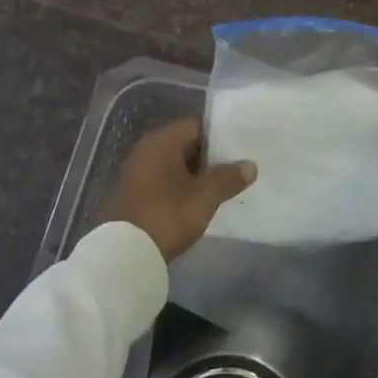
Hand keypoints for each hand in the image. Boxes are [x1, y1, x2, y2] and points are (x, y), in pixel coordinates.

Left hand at [101, 116, 256, 261]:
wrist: (126, 252)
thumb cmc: (168, 214)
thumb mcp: (205, 196)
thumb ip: (229, 178)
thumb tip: (250, 165)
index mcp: (162, 141)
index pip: (196, 125)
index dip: (219, 135)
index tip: (240, 147)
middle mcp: (146, 149)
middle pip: (185, 143)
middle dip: (209, 156)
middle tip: (236, 167)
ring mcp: (137, 171)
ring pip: (174, 164)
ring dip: (195, 174)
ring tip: (222, 185)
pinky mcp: (133, 192)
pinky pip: (163, 180)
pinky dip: (180, 186)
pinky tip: (198, 201)